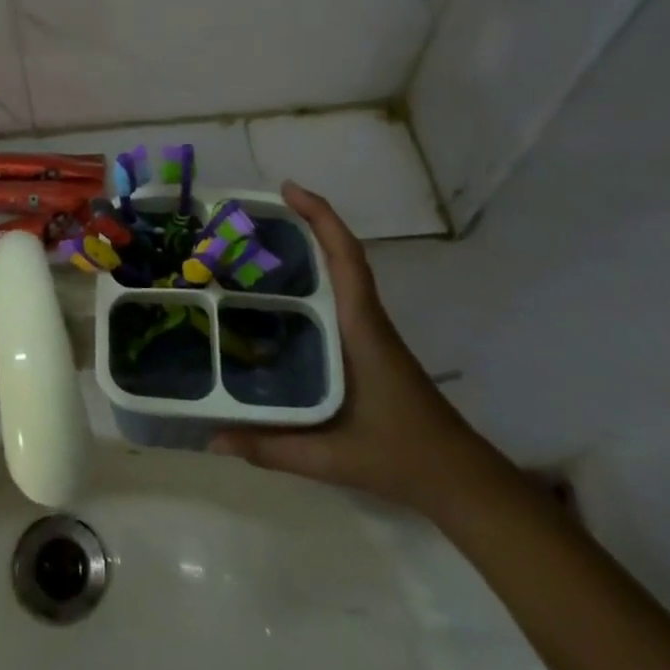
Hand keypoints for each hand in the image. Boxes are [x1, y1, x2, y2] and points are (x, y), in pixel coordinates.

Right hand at [210, 182, 496, 513]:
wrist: (460, 480)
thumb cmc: (402, 457)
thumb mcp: (332, 458)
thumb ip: (270, 447)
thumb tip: (210, 436)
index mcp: (362, 330)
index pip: (346, 259)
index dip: (321, 218)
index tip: (288, 189)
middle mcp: (366, 320)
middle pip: (340, 256)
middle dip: (305, 224)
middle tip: (252, 216)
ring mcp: (370, 331)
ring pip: (341, 274)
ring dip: (309, 248)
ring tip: (255, 244)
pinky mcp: (368, 345)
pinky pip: (338, 296)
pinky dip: (313, 278)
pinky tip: (279, 295)